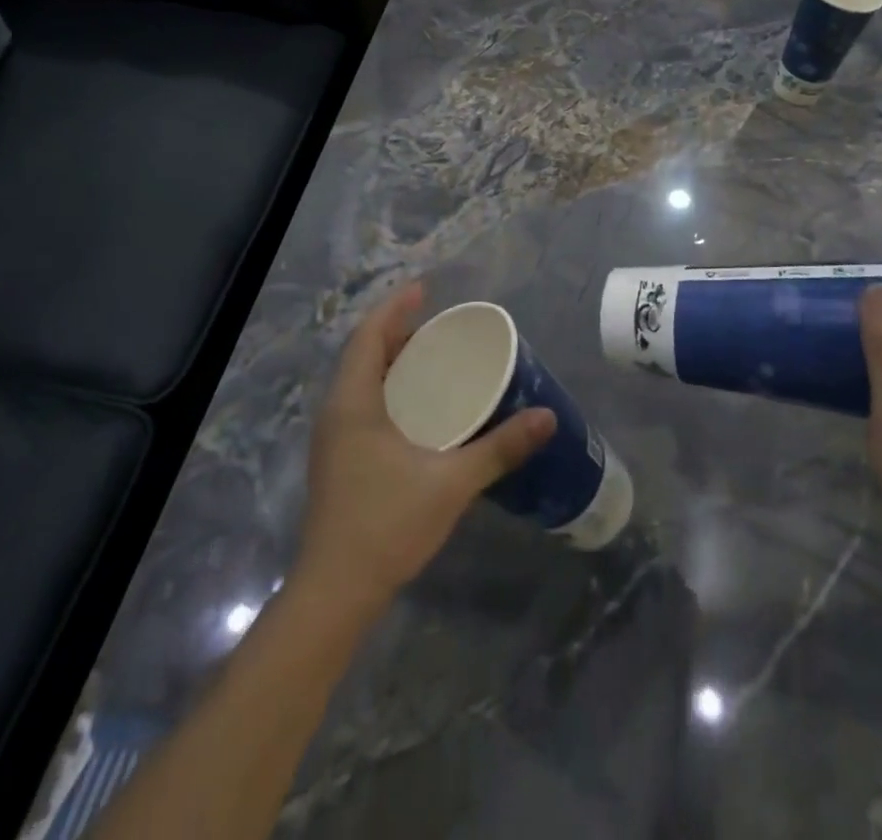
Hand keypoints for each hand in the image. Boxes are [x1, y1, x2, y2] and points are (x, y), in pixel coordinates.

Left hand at [296, 285, 555, 614]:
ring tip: (432, 357)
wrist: (335, 593)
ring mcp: (334, 439)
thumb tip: (547, 417)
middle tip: (439, 325)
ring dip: (392, 361)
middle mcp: (337, 412)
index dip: (394, 307)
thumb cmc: (387, 525)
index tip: (424, 289)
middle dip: (397, 332)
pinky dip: (389, 388)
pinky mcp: (339, 460)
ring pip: (362, 381)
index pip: (368, 336)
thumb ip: (499, 448)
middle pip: (364, 354)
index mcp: (352, 403)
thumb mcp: (451, 482)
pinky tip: (418, 407)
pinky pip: (363, 404)